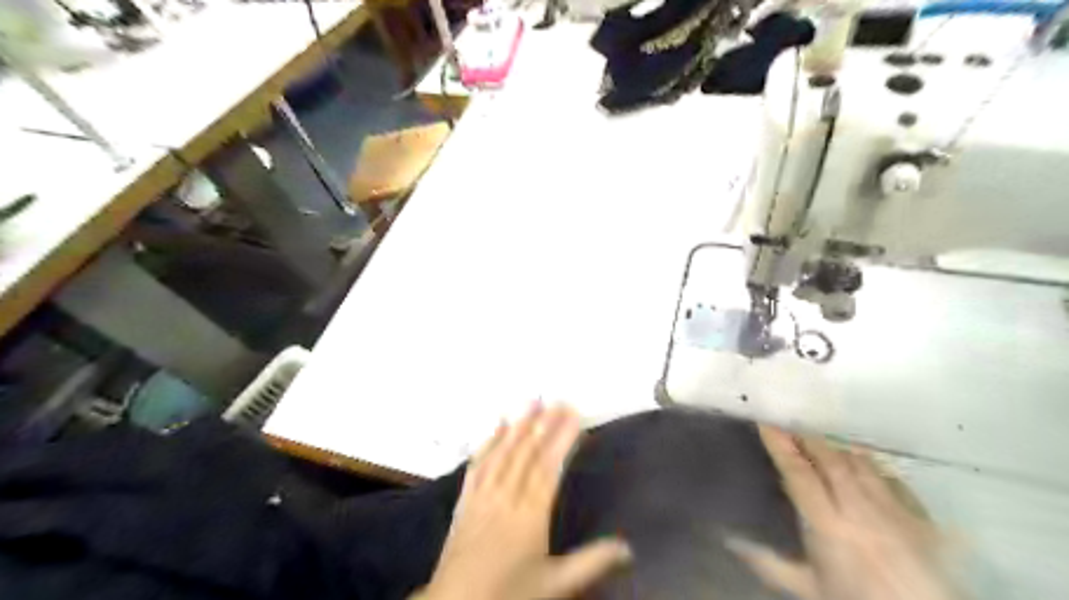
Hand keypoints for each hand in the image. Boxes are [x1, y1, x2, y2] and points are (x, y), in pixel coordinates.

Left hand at [418, 404, 631, 598]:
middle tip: (559, 400)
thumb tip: (629, 547)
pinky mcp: (465, 499)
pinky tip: (496, 426)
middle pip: (528, 452)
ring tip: (532, 402)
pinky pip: (478, 463)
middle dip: (545, 423)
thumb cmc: (509, 594)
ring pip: (504, 452)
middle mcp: (507, 495)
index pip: (551, 465)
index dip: (563, 438)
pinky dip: (488, 442)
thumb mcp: (556, 584)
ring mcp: (484, 494)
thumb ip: (592, 562)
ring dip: (519, 425)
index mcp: (531, 513)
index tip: (575, 415)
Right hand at [730, 423, 964, 599]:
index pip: (800, 473)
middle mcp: (861, 510)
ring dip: (837, 447)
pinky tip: (863, 463)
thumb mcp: (808, 589)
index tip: (765, 423)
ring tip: (820, 439)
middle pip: (831, 459)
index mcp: (829, 526)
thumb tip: (731, 541)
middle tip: (789, 424)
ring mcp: (895, 510)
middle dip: (807, 438)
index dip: (780, 445)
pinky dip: (872, 466)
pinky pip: (892, 479)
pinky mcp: (922, 518)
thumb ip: (770, 563)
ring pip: (861, 463)